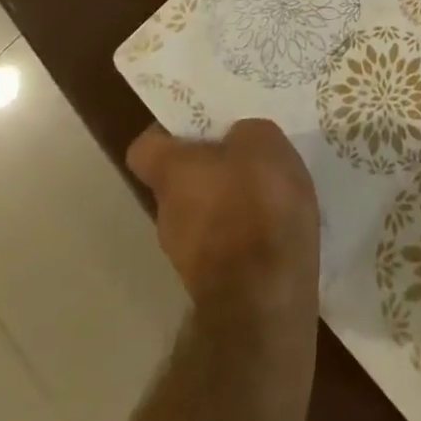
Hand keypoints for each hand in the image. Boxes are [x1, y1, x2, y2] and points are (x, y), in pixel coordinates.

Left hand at [127, 118, 319, 320]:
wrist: (265, 298)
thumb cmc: (257, 203)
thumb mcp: (263, 141)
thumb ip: (244, 133)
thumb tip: (236, 141)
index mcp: (171, 173)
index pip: (145, 147)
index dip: (168, 132)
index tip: (198, 122)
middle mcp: (167, 214)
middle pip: (179, 181)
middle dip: (208, 166)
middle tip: (244, 151)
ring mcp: (186, 255)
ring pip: (203, 213)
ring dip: (229, 201)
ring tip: (268, 189)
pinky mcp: (212, 284)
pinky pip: (225, 242)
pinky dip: (244, 231)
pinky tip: (275, 224)